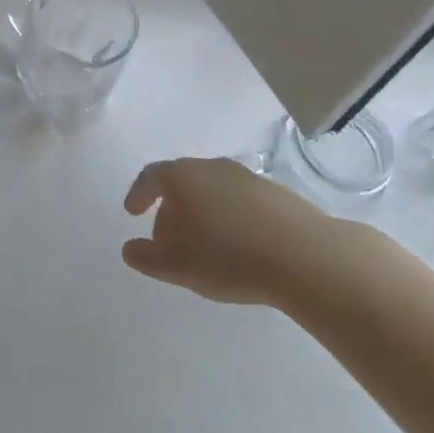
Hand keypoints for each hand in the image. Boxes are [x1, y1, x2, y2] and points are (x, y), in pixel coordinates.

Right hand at [122, 157, 335, 305]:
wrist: (304, 254)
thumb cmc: (227, 256)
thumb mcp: (176, 265)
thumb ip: (146, 257)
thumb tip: (130, 248)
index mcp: (181, 176)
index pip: (150, 177)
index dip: (139, 194)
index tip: (133, 212)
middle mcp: (210, 167)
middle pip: (182, 182)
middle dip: (171, 208)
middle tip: (168, 238)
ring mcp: (246, 176)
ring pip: (212, 190)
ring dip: (203, 212)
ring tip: (206, 245)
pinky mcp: (275, 192)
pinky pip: (240, 202)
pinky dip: (231, 218)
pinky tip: (239, 245)